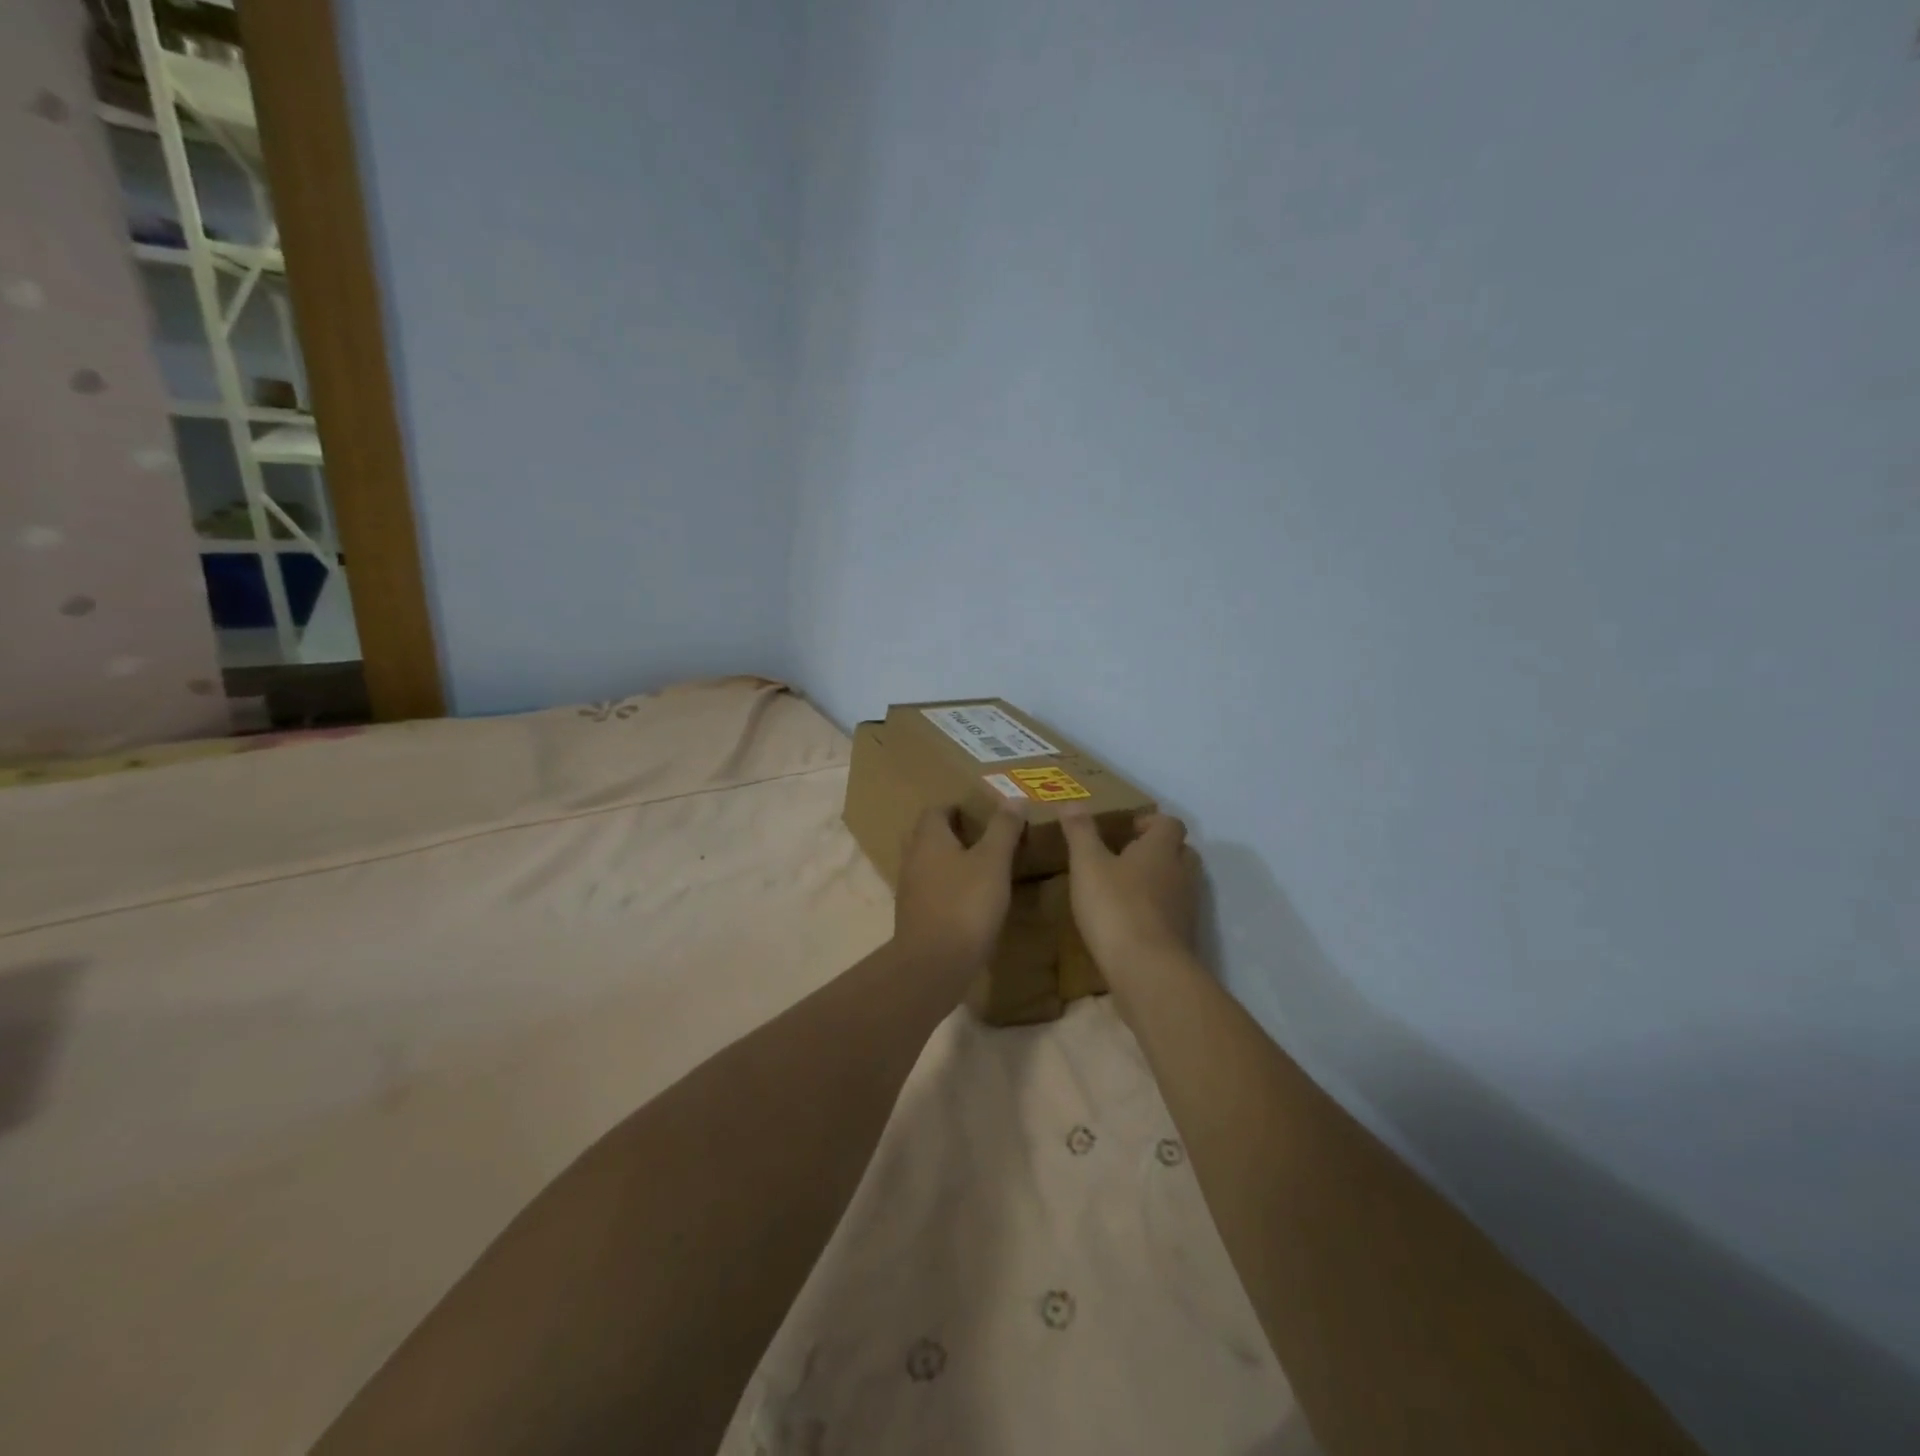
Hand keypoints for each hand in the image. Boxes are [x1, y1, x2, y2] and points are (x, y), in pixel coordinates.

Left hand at [892, 804, 1026, 979]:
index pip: (935, 810)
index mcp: (928, 838)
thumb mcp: (993, 862)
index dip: (955, 808)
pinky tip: (967, 900)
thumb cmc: (965, 904)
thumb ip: (1003, 829)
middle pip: (926, 836)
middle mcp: (912, 858)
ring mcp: (909, 890)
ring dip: (946, 862)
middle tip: (979, 838)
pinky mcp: (913, 916)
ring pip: (926, 864)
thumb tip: (1014, 798)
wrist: (934, 964)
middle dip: (949, 834)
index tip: (979, 814)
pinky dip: (945, 888)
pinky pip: (928, 891)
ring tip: (977, 868)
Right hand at [1059, 809, 1199, 973]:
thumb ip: (1080, 832)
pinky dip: (1157, 911)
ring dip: (1159, 881)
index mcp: (1161, 849)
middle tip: (1126, 857)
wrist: (1148, 970)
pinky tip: (1130, 922)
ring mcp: (1187, 907)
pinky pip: (1174, 913)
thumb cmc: (1116, 907)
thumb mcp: (1088, 865)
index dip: (1150, 822)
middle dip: (1158, 850)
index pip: (1169, 823)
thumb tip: (1071, 801)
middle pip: (1181, 851)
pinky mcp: (1184, 937)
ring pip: (1180, 883)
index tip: (1126, 830)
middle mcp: (1182, 873)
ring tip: (1125, 889)